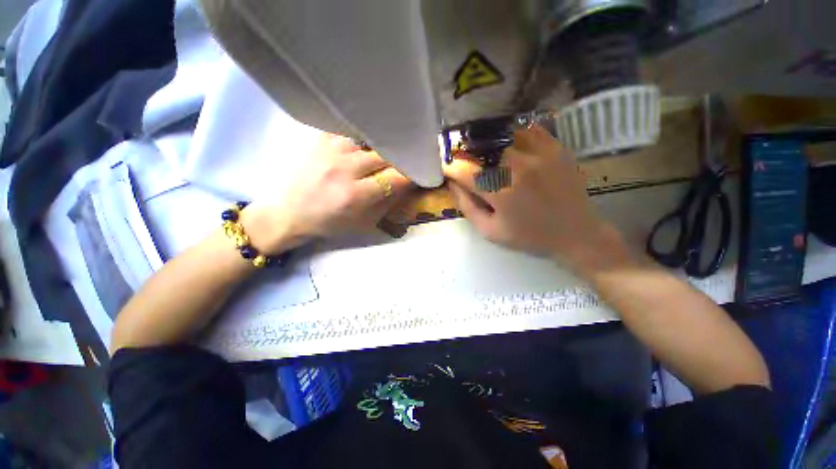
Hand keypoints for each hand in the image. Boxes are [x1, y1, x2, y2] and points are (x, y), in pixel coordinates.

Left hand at [243, 134, 413, 252]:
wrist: (290, 213)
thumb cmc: (330, 223)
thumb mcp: (364, 222)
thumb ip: (388, 203)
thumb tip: (408, 185)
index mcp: (355, 195)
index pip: (395, 178)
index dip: (413, 174)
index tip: (423, 172)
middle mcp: (343, 169)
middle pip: (385, 155)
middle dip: (402, 158)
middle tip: (410, 160)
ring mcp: (330, 150)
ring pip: (370, 138)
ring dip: (384, 145)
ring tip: (390, 149)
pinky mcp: (320, 140)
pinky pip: (349, 129)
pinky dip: (363, 134)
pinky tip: (368, 139)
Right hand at [444, 126, 617, 267]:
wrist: (576, 233)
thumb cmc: (529, 237)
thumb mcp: (490, 231)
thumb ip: (467, 207)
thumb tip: (453, 184)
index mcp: (501, 192)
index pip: (464, 170)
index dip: (450, 167)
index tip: (447, 169)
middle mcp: (519, 167)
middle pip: (481, 147)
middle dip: (466, 153)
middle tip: (464, 161)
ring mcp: (540, 152)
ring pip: (502, 135)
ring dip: (487, 143)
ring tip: (485, 154)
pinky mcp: (555, 147)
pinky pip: (526, 130)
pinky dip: (511, 136)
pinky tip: (509, 147)